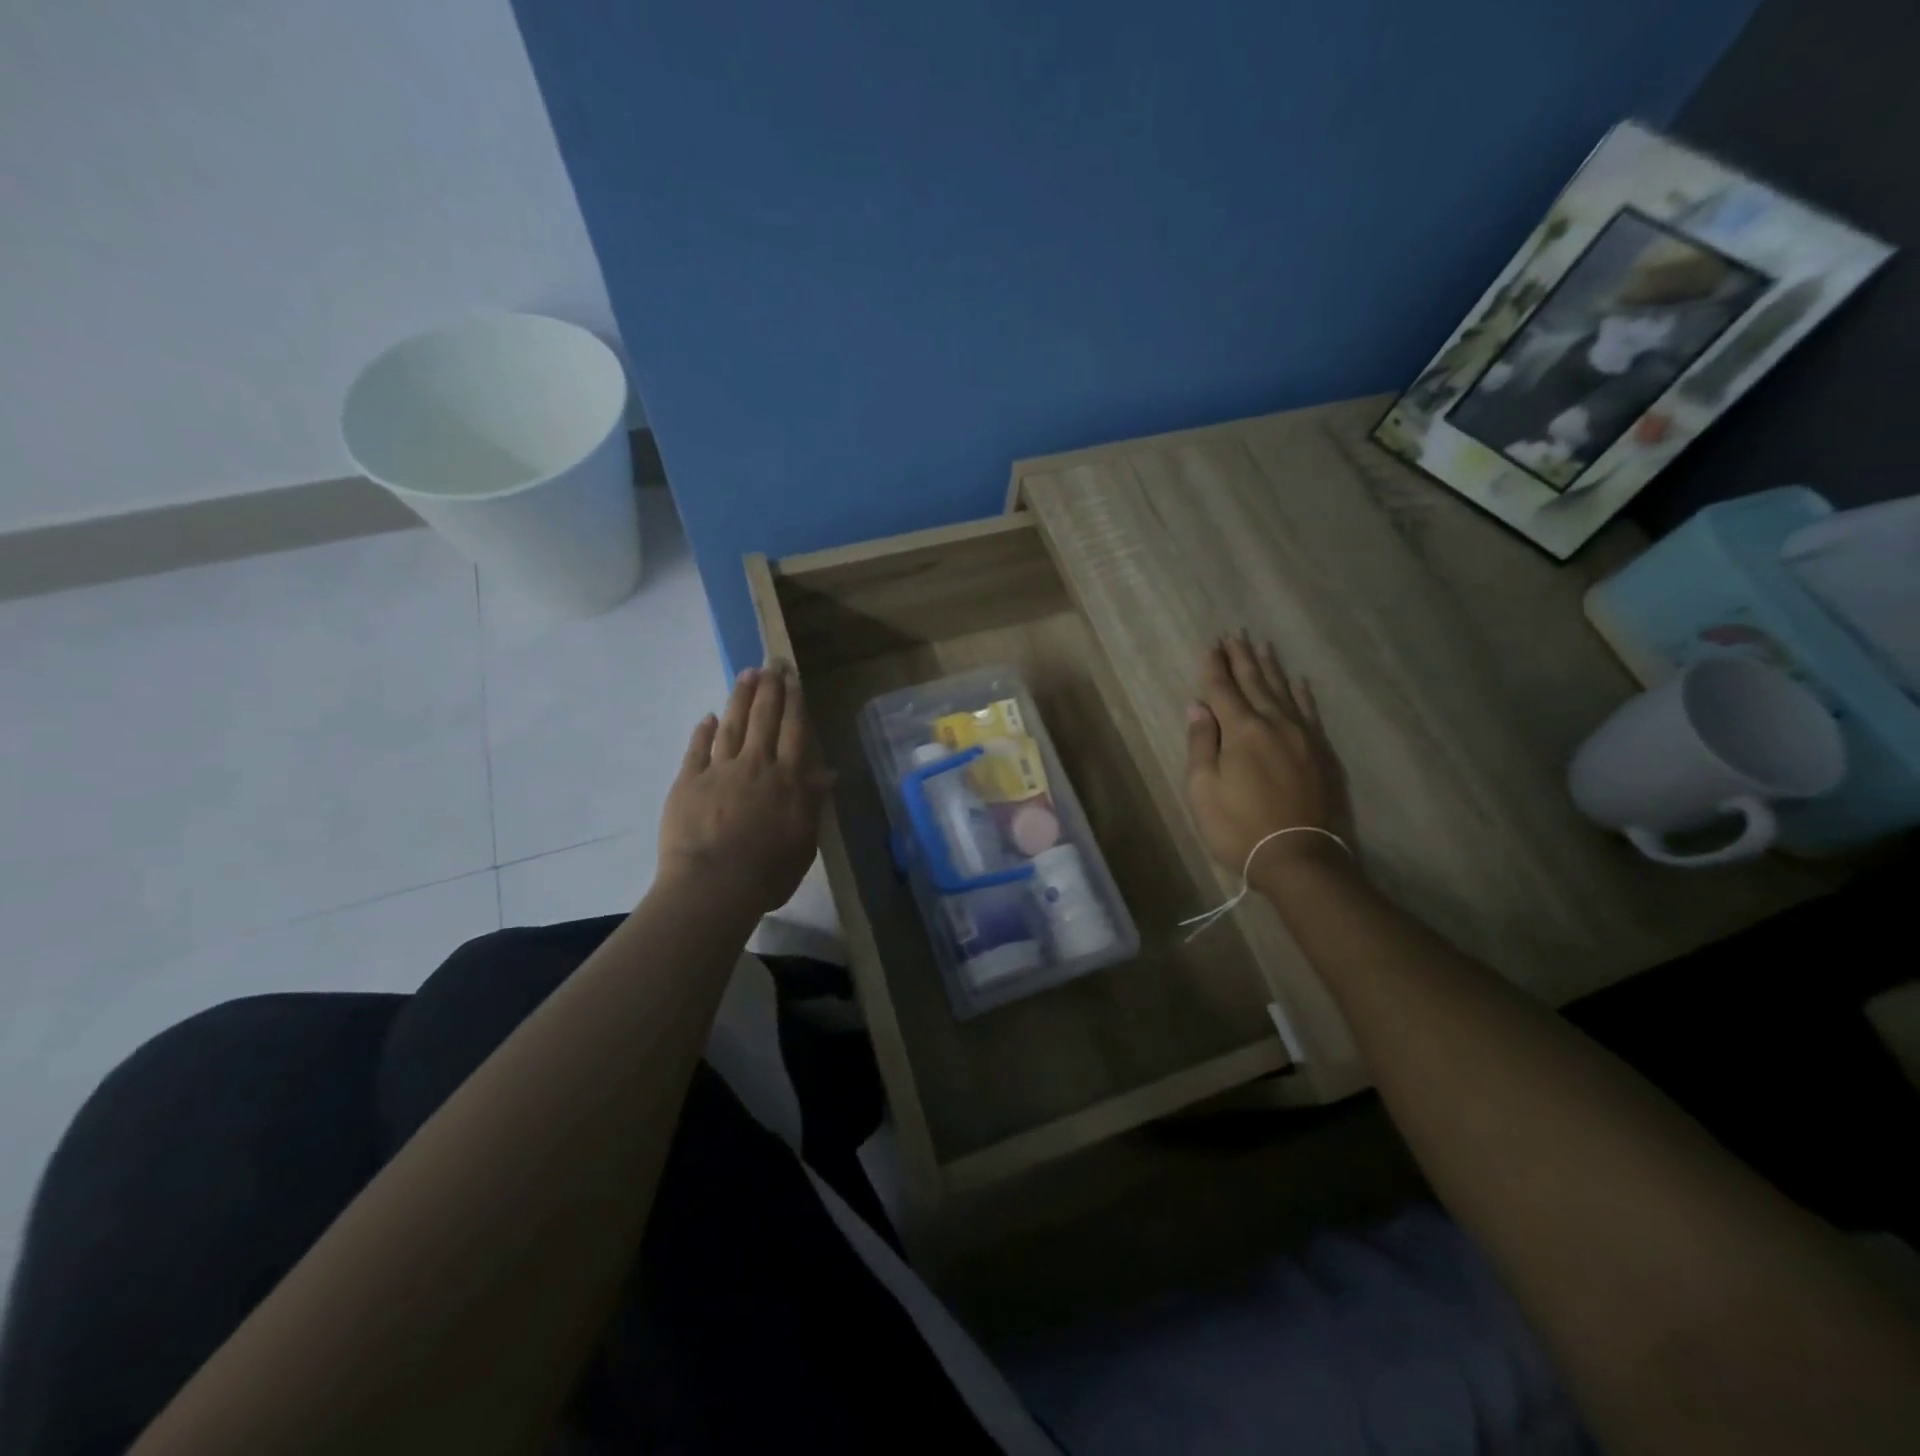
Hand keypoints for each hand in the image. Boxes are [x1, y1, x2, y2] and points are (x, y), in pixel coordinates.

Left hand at [658, 663, 833, 916]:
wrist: (713, 886)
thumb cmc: (768, 871)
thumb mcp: (804, 842)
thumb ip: (813, 803)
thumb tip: (828, 772)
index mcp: (788, 780)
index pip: (795, 732)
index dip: (795, 703)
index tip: (794, 679)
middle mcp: (756, 766)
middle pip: (764, 719)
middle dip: (769, 688)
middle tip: (771, 663)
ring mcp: (719, 771)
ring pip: (732, 725)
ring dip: (739, 698)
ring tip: (746, 674)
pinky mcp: (688, 782)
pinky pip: (697, 750)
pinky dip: (702, 732)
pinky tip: (707, 717)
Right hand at [1184, 634, 1351, 881]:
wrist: (1298, 858)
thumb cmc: (1239, 827)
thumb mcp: (1203, 790)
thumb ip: (1201, 744)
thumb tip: (1197, 706)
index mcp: (1241, 731)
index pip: (1223, 690)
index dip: (1214, 668)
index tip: (1210, 646)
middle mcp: (1274, 724)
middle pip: (1255, 683)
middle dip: (1241, 658)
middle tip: (1234, 634)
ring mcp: (1302, 736)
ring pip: (1284, 692)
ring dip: (1270, 668)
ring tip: (1261, 646)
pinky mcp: (1320, 752)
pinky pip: (1310, 712)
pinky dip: (1303, 694)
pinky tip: (1299, 681)